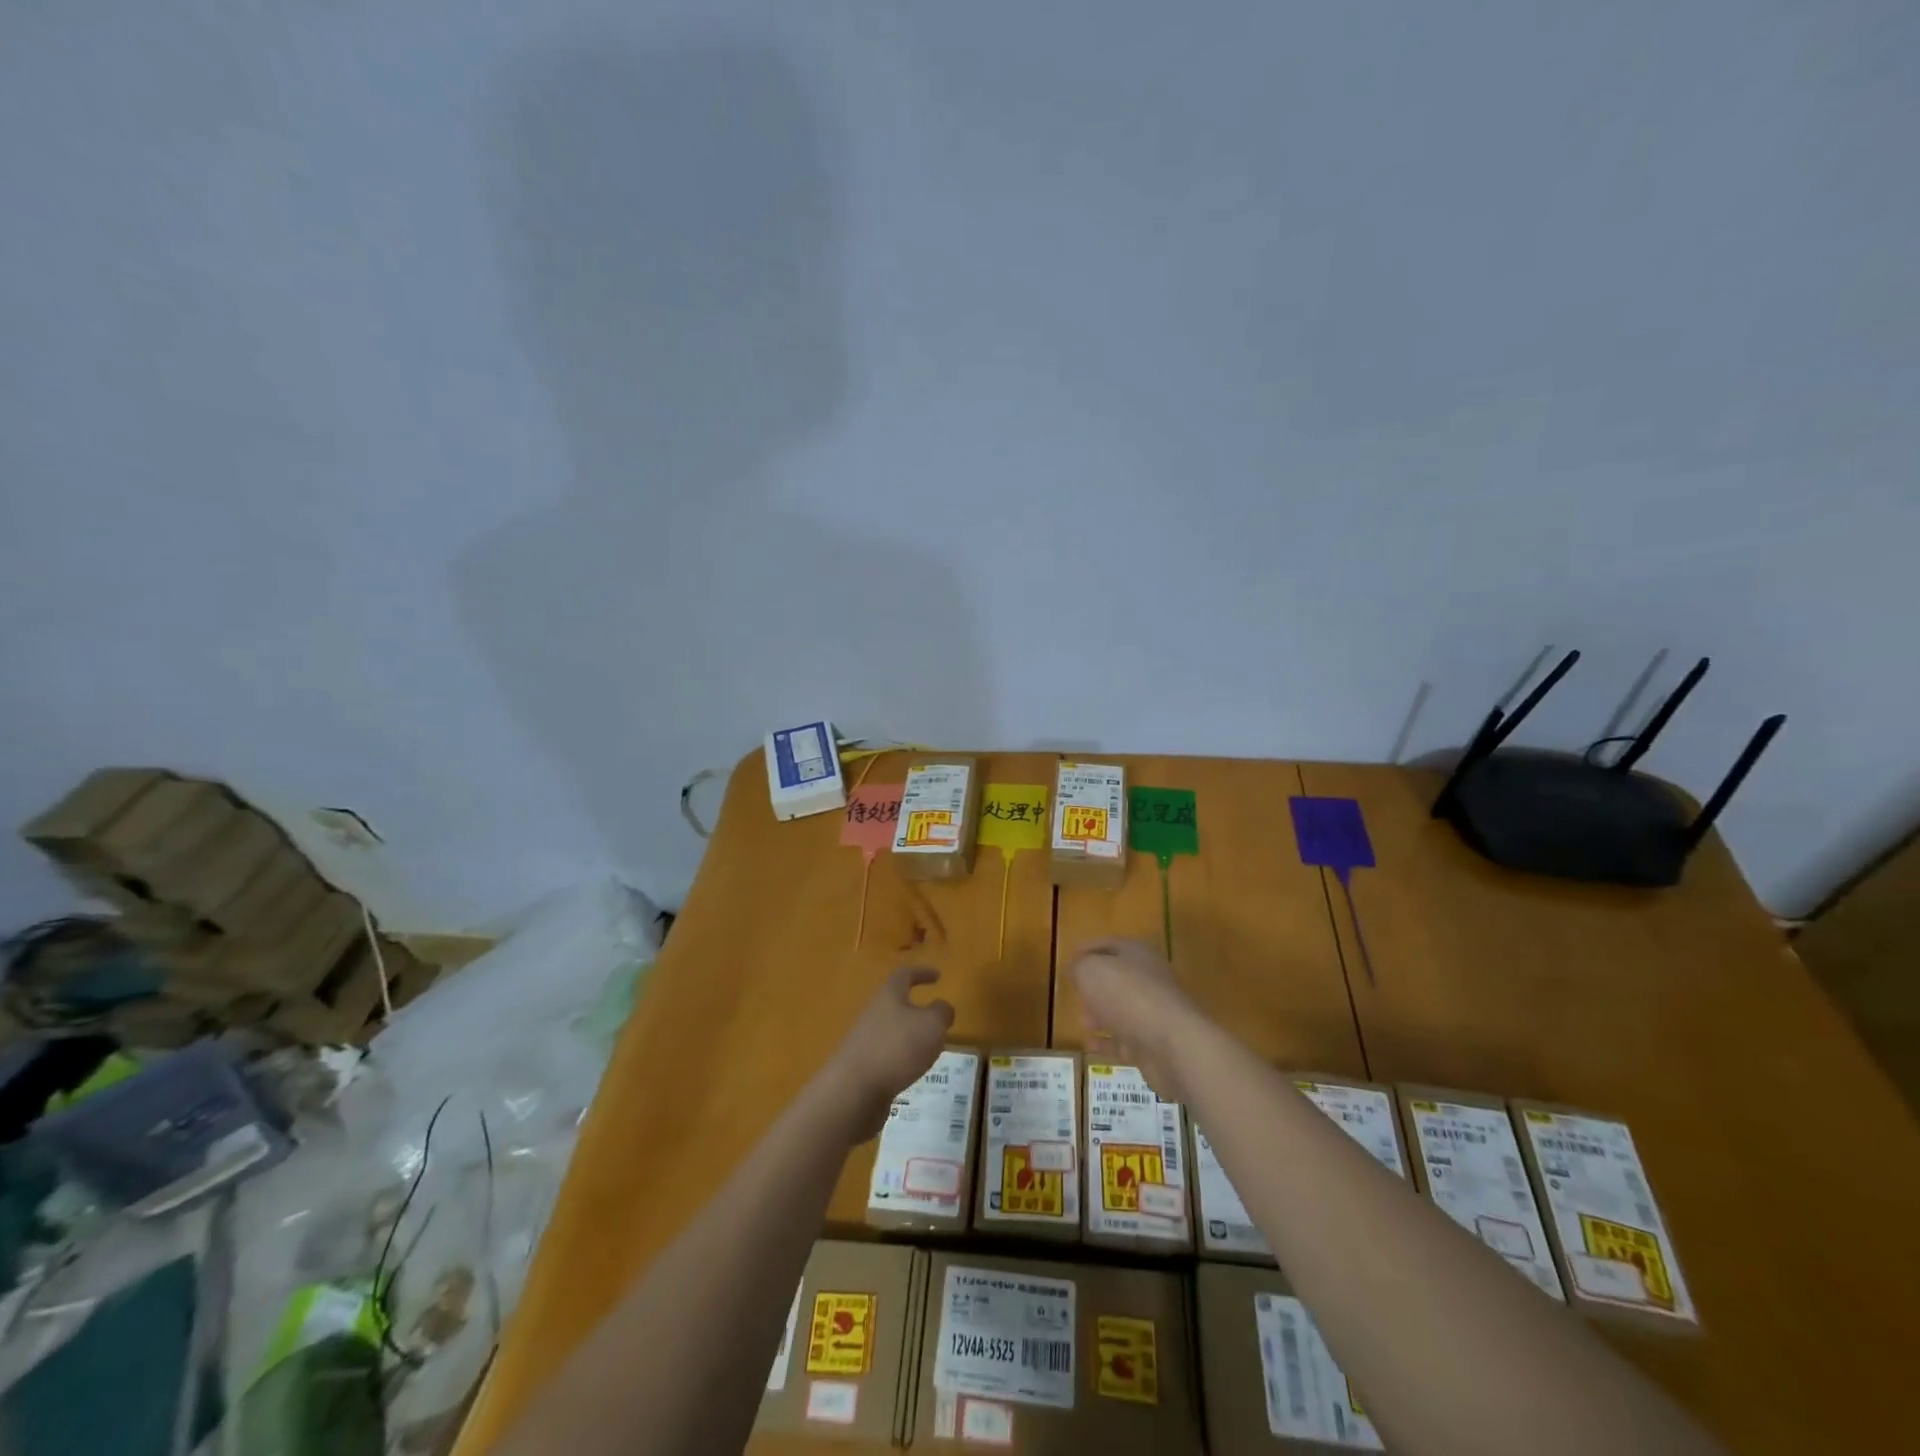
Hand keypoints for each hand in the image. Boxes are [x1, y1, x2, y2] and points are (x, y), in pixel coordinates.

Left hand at [820, 966, 954, 1141]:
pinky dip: (901, 1060)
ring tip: (930, 1051)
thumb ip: (942, 1012)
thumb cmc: (897, 1048)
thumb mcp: (932, 1025)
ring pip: (892, 1032)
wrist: (853, 1090)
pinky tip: (912, 1073)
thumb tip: (942, 1008)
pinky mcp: (862, 1067)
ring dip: (910, 1037)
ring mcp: (865, 1040)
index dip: (922, 973)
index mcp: (889, 995)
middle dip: (916, 1010)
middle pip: (895, 1004)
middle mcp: (874, 1013)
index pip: (905, 975)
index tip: (938, 976)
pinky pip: (887, 1056)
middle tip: (936, 1021)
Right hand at [1072, 937, 1200, 1101]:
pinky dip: (1108, 1041)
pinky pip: (1126, 1039)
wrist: (1171, 1043)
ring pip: (1122, 1009)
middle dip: (1095, 986)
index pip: (1109, 944)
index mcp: (1137, 953)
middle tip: (1076, 992)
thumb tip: (1078, 970)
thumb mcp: (1091, 971)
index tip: (1071, 957)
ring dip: (1100, 1014)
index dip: (1089, 948)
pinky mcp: (1155, 1042)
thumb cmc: (1127, 995)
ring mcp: (1154, 1012)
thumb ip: (1080, 967)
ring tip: (1081, 1021)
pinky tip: (1090, 1044)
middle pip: (1118, 978)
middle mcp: (1149, 979)